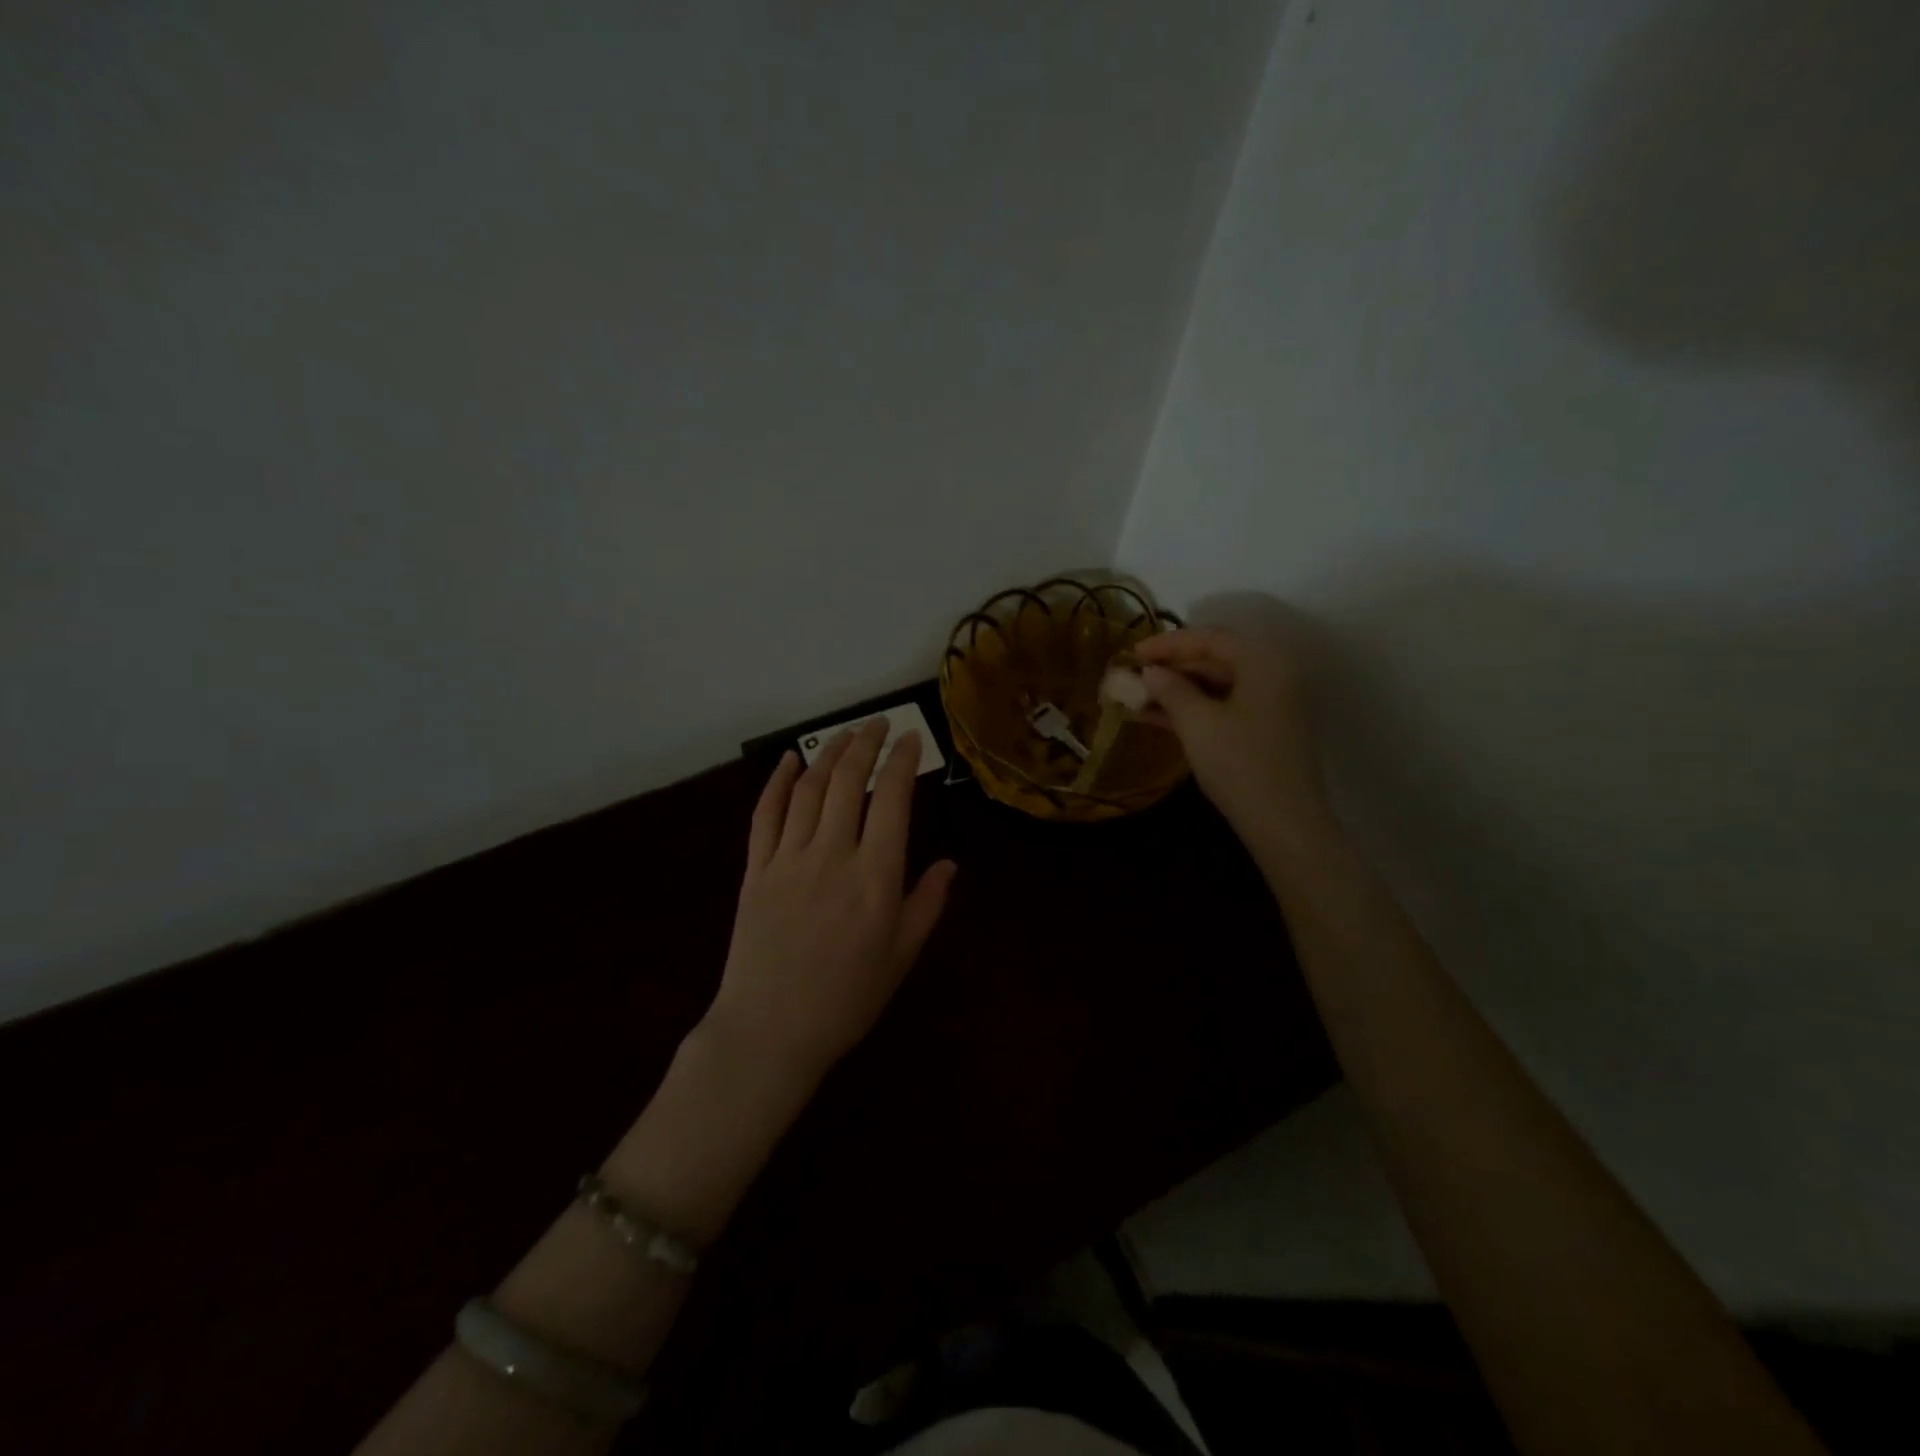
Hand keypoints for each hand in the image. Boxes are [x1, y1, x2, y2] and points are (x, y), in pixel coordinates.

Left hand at [702, 718, 956, 1092]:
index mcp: (875, 877)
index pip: (892, 799)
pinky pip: (765, 814)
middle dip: (867, 744)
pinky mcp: (756, 869)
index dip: (903, 761)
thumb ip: (927, 904)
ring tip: (845, 734)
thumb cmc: (846, 999)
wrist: (770, 1032)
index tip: (912, 739)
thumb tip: (949, 863)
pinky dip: (777, 781)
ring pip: (809, 789)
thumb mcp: (901, 956)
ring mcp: (789, 859)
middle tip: (879, 724)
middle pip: (849, 781)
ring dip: (828, 753)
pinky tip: (789, 760)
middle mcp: (833, 855)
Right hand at [1133, 625, 1330, 841]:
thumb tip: (1150, 672)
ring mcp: (1271, 704)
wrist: (1283, 823)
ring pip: (1216, 685)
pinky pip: (1222, 706)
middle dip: (1171, 668)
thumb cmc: (1240, 764)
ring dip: (1177, 690)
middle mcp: (1272, 675)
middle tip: (1133, 676)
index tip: (1132, 652)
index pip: (1210, 638)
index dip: (1168, 643)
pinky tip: (1157, 717)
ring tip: (1137, 697)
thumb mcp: (1197, 723)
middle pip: (1215, 659)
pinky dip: (1191, 709)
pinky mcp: (1264, 730)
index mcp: (1262, 662)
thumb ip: (1170, 690)